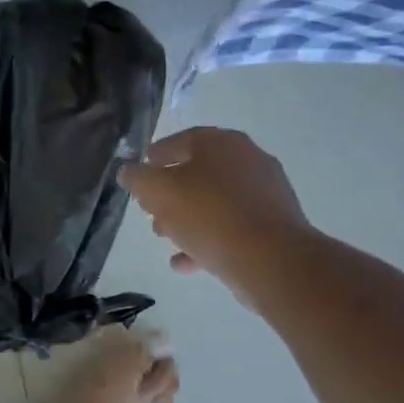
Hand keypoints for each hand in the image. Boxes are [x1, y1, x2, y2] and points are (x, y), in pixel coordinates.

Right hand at [118, 128, 315, 302]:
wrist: (271, 259)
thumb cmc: (208, 215)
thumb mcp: (157, 192)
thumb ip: (136, 178)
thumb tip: (129, 171)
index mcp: (221, 143)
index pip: (180, 140)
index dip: (155, 157)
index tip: (140, 173)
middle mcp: (248, 160)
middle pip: (198, 173)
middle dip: (170, 193)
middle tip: (150, 210)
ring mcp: (265, 192)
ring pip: (215, 202)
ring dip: (187, 218)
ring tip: (166, 239)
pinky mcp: (274, 224)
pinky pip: (232, 227)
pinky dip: (208, 240)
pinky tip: (185, 262)